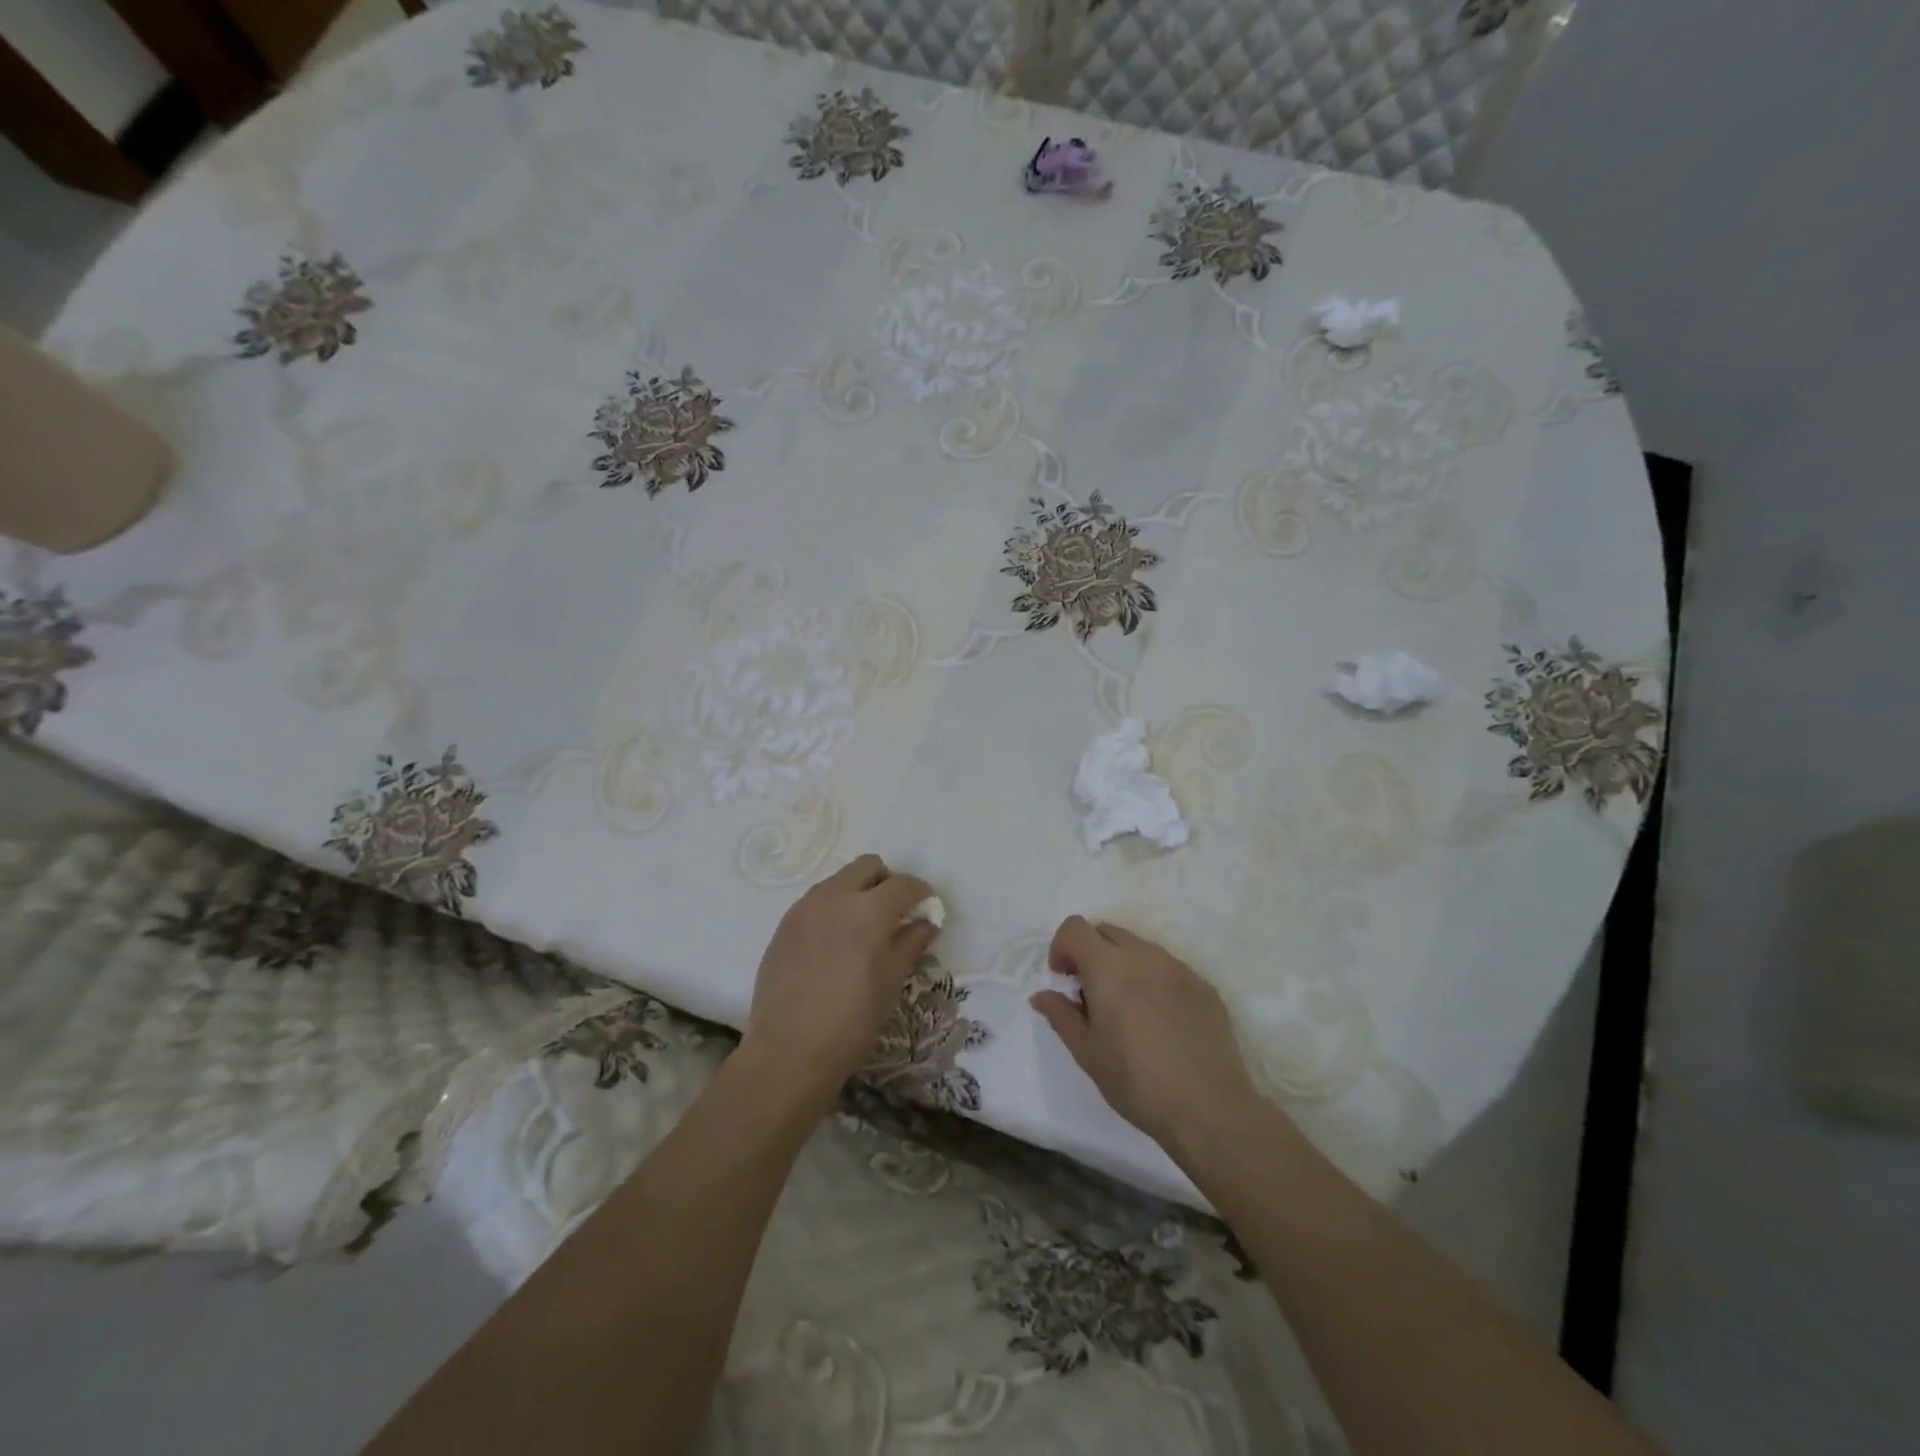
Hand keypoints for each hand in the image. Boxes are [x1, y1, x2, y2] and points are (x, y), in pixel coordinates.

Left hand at [741, 854, 936, 1108]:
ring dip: (857, 892)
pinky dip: (832, 909)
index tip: (927, 907)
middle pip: (867, 866)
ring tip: (862, 929)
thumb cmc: (852, 1020)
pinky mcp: (784, 924)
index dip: (921, 892)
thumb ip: (910, 943)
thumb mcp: (891, 981)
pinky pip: (815, 901)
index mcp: (869, 909)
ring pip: (838, 880)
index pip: (904, 884)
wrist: (789, 1050)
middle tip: (893, 913)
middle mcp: (835, 896)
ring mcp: (804, 908)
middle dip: (886, 881)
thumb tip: (926, 923)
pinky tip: (833, 944)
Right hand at [1031, 916, 1263, 1159]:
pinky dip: (1154, 981)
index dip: (1062, 947)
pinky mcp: (1204, 987)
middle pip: (1108, 931)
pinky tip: (1160, 1022)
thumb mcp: (1087, 1052)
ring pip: (1140, 948)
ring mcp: (1179, 968)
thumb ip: (1061, 1015)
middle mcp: (1145, 956)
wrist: (1209, 1108)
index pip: (1076, 928)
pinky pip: (1169, 969)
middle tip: (1091, 994)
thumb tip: (1042, 995)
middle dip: (1091, 953)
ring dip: (1124, 965)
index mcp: (1109, 966)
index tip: (1064, 979)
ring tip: (1127, 1010)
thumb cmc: (1136, 1081)